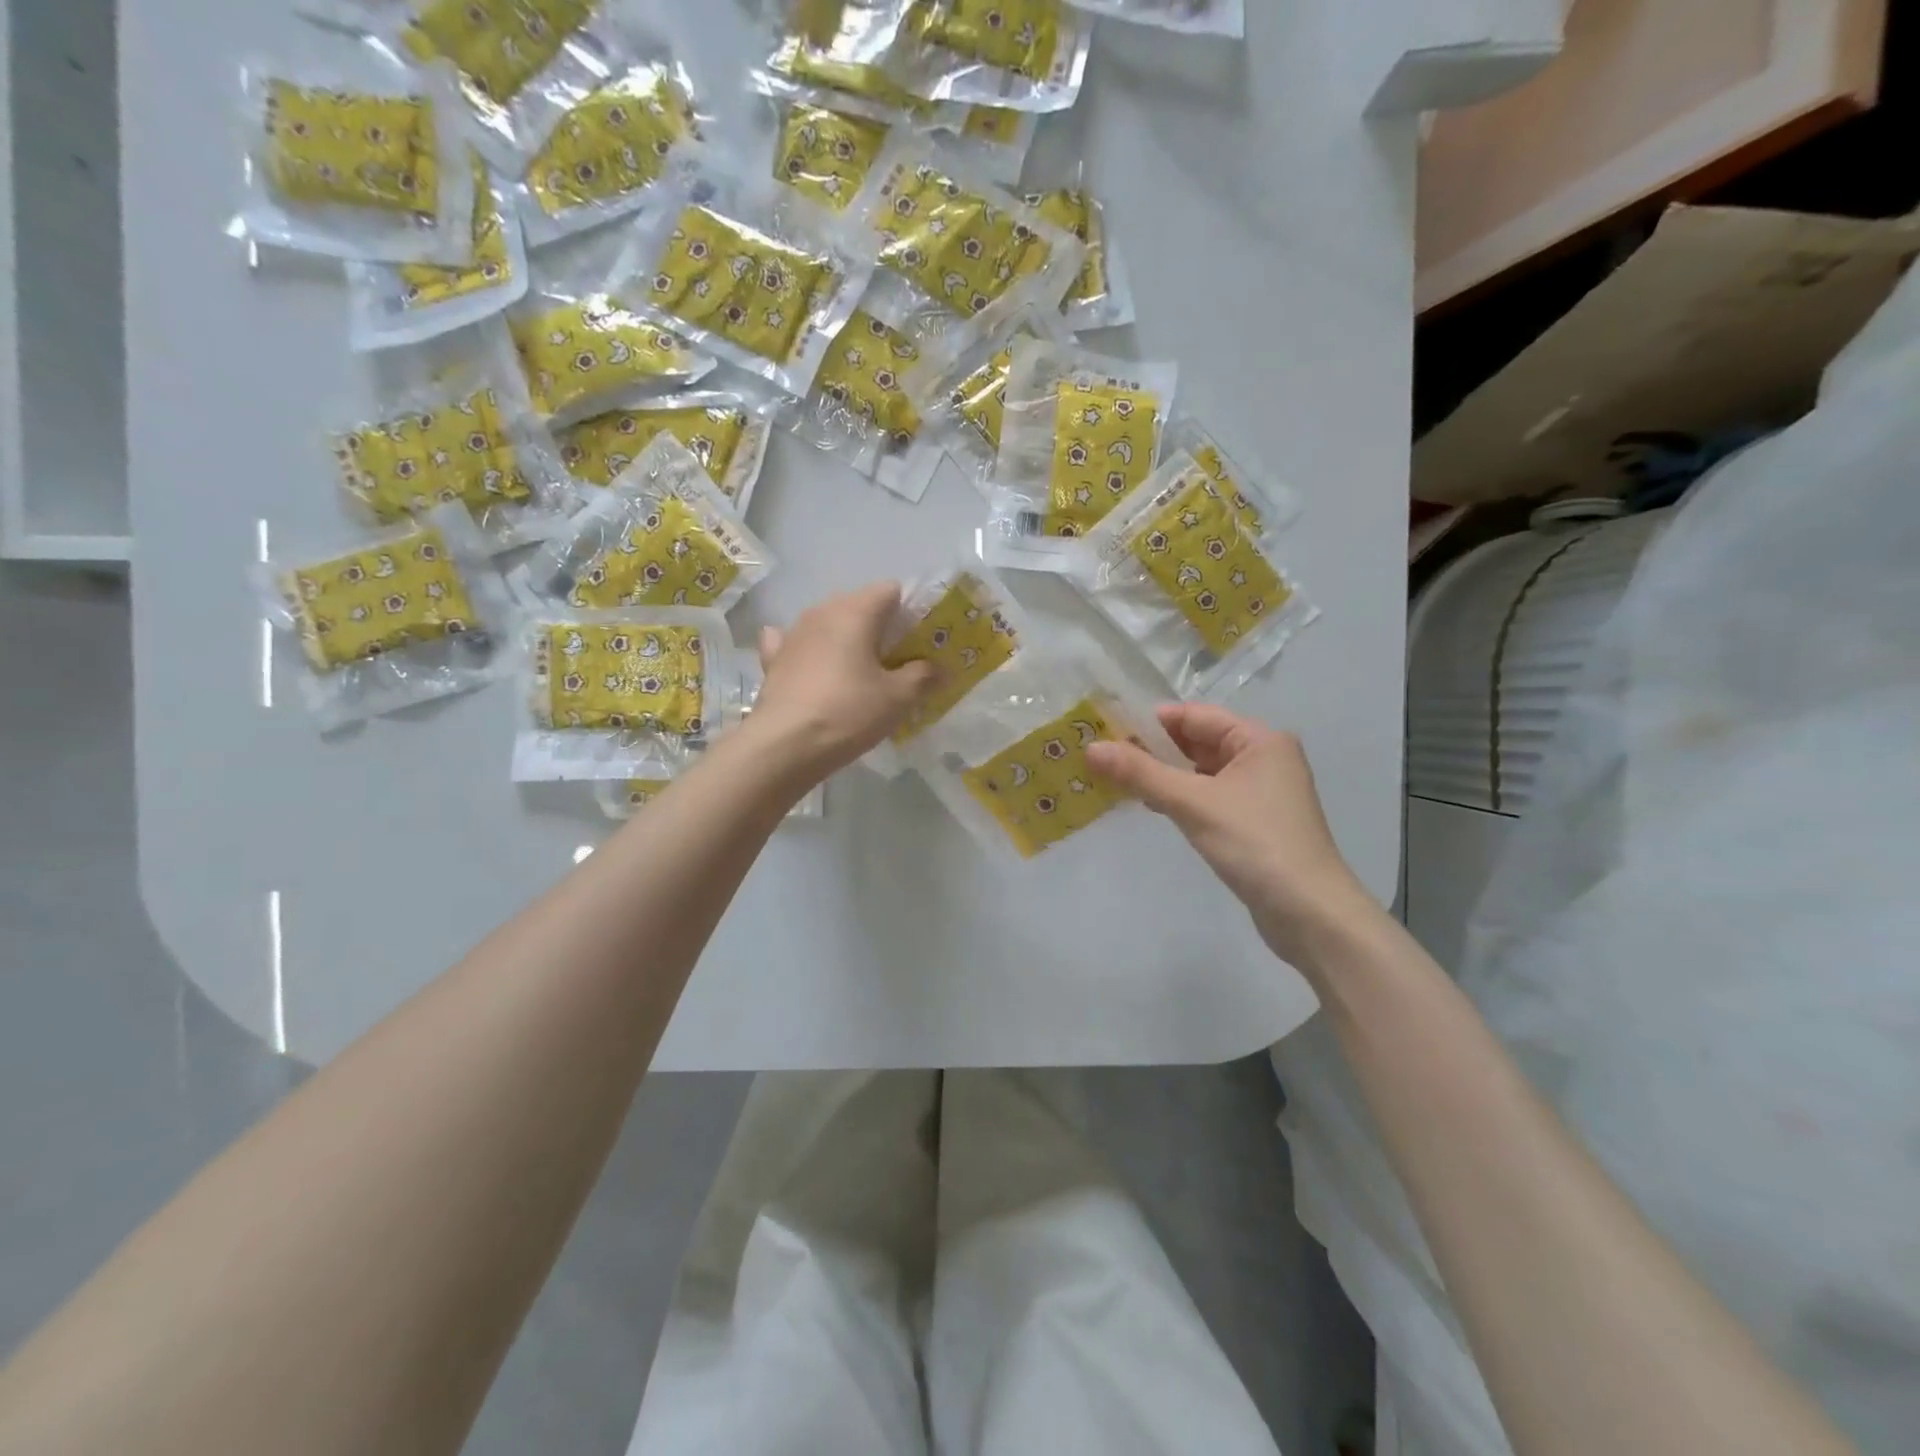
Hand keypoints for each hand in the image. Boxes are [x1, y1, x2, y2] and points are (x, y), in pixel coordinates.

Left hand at [748, 582, 936, 777]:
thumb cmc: (848, 712)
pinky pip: (795, 643)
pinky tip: (812, 666)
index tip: (921, 641)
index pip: (891, 590)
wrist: (784, 745)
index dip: (911, 611)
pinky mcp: (773, 658)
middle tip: (898, 661)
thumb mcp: (898, 698)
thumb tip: (939, 670)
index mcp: (855, 611)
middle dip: (881, 627)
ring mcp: (793, 633)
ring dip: (846, 639)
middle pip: (860, 605)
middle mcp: (822, 611)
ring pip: (828, 623)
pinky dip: (808, 650)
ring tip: (860, 671)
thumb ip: (923, 677)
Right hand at [1086, 704, 1378, 971]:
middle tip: (1103, 757)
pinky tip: (1152, 806)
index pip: (1194, 715)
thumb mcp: (1193, 803)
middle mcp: (1264, 757)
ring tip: (1117, 781)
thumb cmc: (1254, 844)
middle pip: (1198, 741)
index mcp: (1259, 739)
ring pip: (1201, 771)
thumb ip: (1141, 773)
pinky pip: (1209, 796)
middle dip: (1153, 749)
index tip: (1106, 731)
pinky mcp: (1254, 821)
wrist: (1309, 912)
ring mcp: (1261, 792)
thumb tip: (1092, 748)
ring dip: (1164, 775)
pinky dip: (1181, 797)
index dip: (1150, 721)